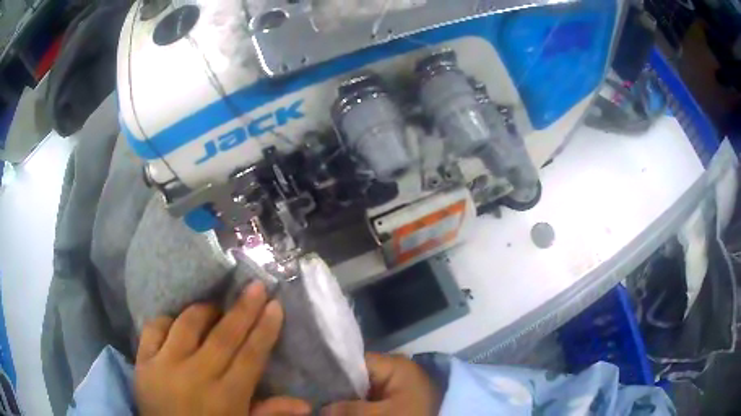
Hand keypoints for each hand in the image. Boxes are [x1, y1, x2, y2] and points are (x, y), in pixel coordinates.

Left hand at [134, 282, 309, 415]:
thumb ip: (269, 413)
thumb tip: (305, 403)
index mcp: (226, 397)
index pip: (251, 357)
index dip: (265, 330)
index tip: (275, 305)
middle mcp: (196, 377)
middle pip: (224, 336)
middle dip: (244, 310)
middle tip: (256, 286)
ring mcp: (165, 366)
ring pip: (187, 325)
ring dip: (204, 310)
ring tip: (215, 307)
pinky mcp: (143, 362)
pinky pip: (153, 329)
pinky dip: (167, 320)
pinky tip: (176, 322)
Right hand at [321, 353, 441, 415]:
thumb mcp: (380, 415)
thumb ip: (349, 409)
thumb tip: (322, 408)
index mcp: (394, 365)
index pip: (354, 360)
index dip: (332, 372)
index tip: (312, 382)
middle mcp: (393, 369)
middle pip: (356, 375)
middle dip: (338, 389)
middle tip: (316, 396)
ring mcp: (394, 384)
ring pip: (360, 388)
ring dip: (345, 399)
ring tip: (323, 403)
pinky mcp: (395, 397)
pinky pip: (369, 397)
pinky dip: (357, 404)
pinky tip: (341, 409)